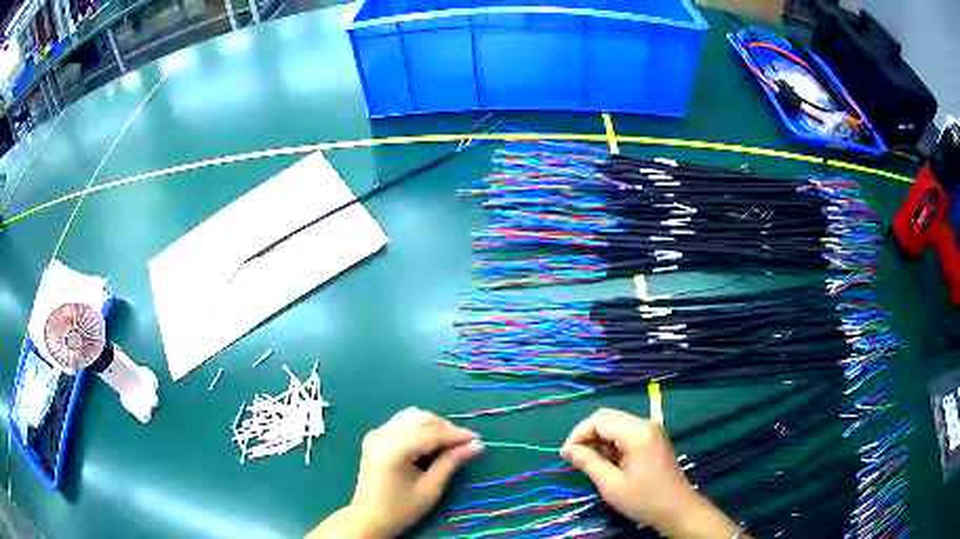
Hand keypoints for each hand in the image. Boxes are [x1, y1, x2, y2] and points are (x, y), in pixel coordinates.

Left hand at [308, 407, 483, 538]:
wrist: (368, 518)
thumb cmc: (401, 509)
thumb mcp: (430, 489)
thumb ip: (451, 463)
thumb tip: (477, 445)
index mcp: (393, 450)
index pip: (431, 433)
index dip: (456, 434)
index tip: (478, 439)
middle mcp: (382, 434)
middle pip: (421, 418)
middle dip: (446, 428)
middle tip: (465, 444)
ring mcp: (376, 433)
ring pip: (412, 415)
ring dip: (433, 425)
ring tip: (448, 444)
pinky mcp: (375, 436)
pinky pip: (403, 421)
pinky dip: (420, 428)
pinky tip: (429, 443)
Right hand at [560, 409, 740, 538]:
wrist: (677, 509)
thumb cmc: (644, 499)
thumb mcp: (611, 484)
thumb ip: (588, 462)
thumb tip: (567, 449)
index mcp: (637, 433)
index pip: (598, 421)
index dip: (578, 435)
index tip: (565, 455)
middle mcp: (645, 424)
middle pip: (607, 417)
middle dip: (587, 435)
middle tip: (576, 459)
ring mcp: (652, 430)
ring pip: (616, 424)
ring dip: (599, 440)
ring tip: (591, 464)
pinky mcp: (654, 439)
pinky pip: (626, 432)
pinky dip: (612, 443)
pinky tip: (608, 463)